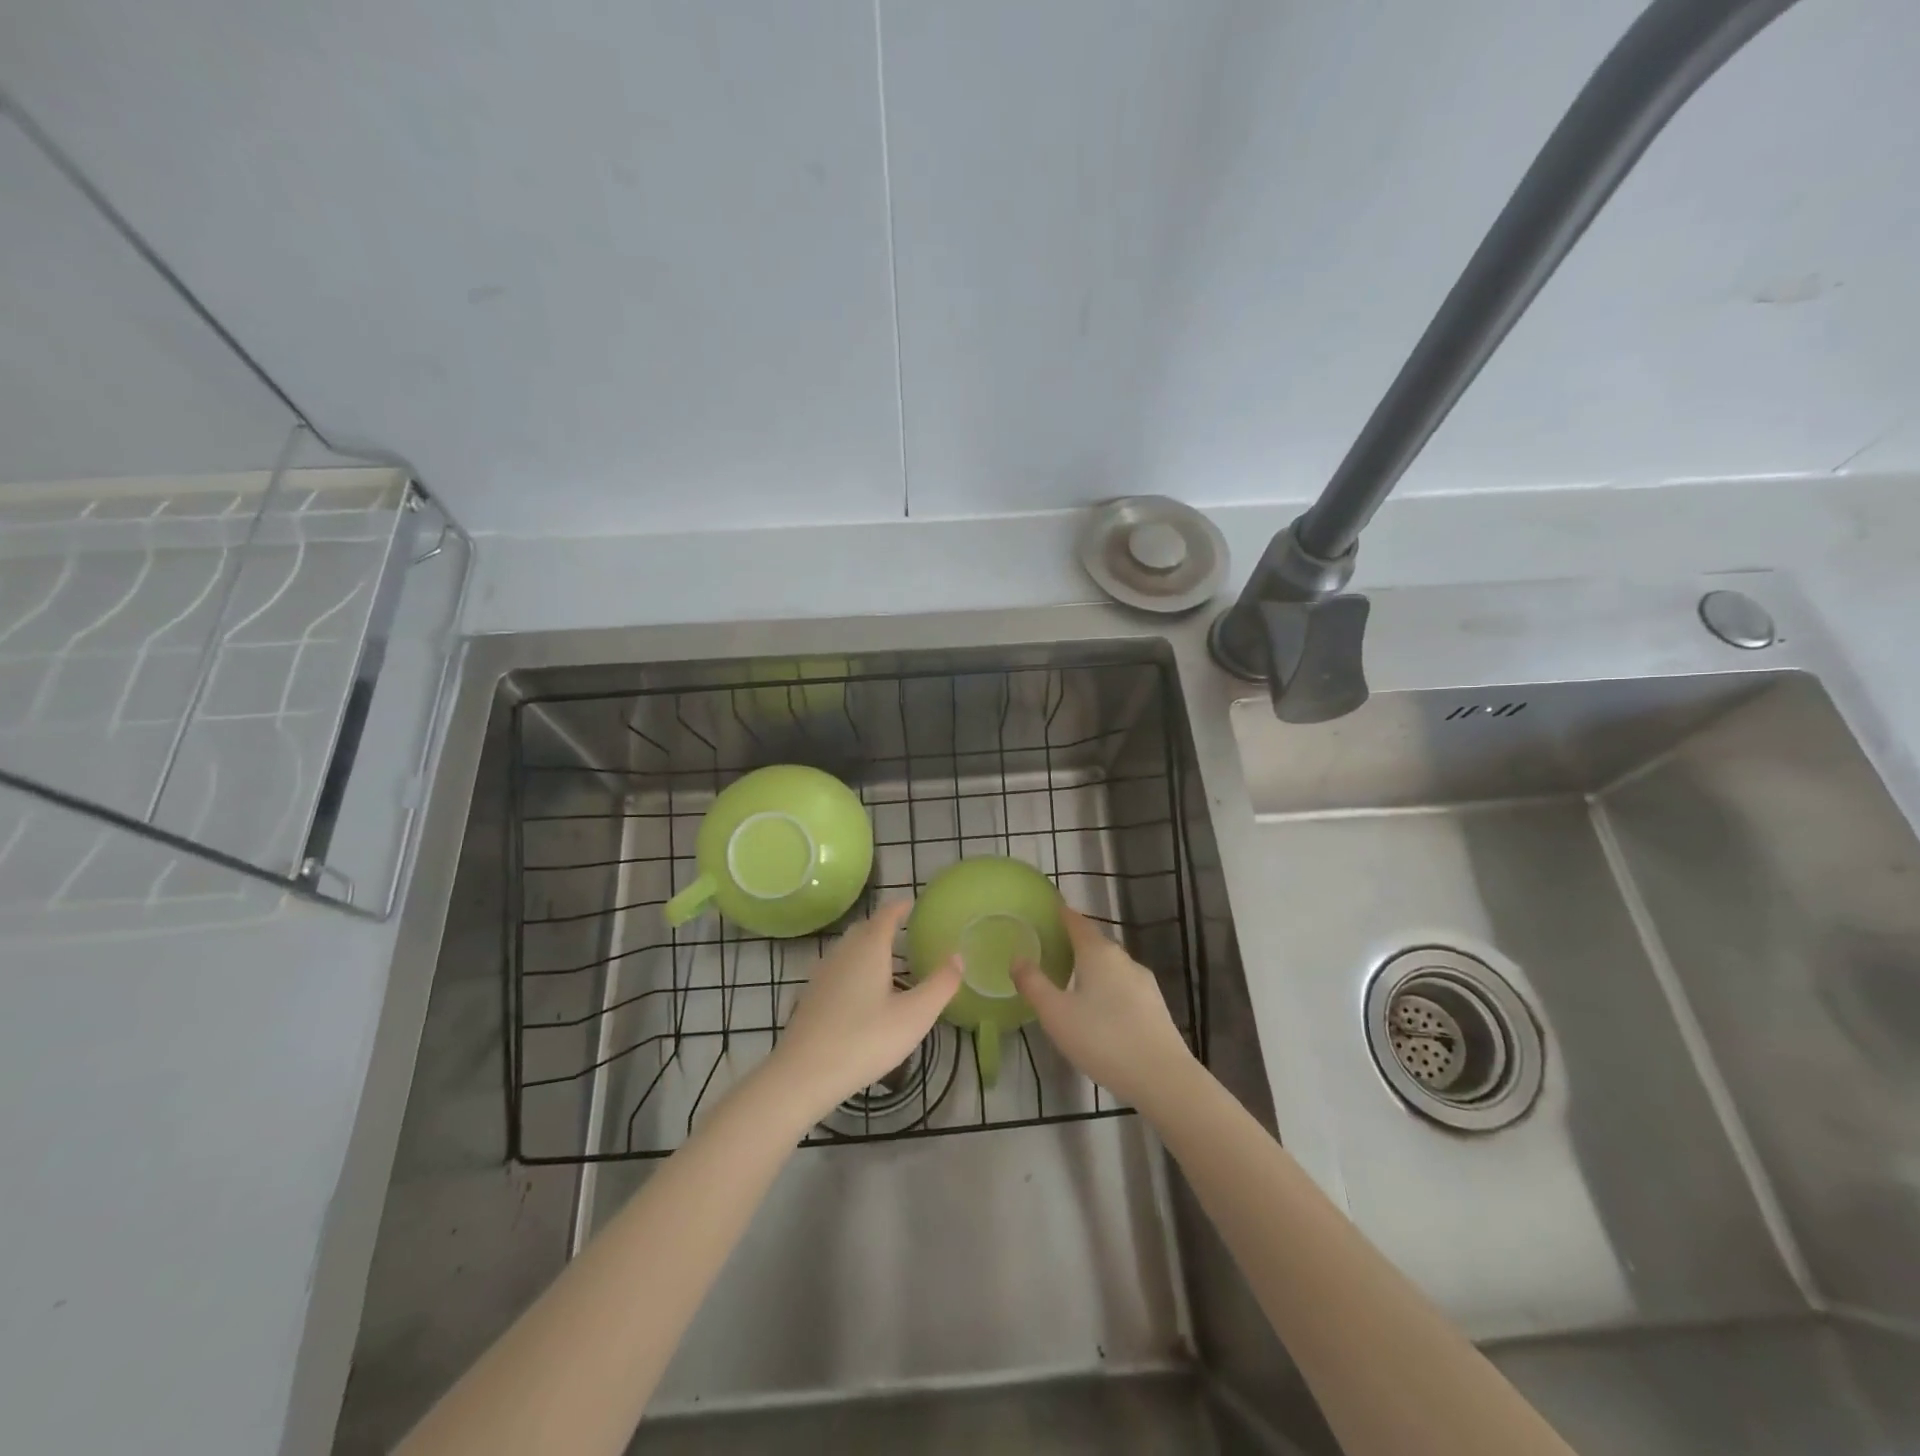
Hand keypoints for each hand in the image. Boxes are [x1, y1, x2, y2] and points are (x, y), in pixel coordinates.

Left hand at [760, 899, 961, 1125]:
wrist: (804, 1073)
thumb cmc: (866, 1039)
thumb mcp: (915, 1016)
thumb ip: (940, 984)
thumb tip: (958, 956)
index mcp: (869, 948)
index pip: (886, 914)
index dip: (900, 907)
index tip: (913, 904)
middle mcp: (843, 952)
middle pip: (865, 928)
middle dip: (884, 926)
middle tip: (905, 933)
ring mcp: (822, 973)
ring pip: (848, 949)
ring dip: (868, 948)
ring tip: (888, 963)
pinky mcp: (811, 995)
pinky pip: (838, 969)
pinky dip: (854, 969)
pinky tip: (862, 994)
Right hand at [1013, 906, 1194, 1108]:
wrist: (1163, 1078)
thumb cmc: (1103, 1039)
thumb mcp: (1056, 1014)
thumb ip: (1034, 984)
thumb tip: (1017, 958)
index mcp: (1098, 953)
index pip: (1077, 921)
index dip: (1061, 914)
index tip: (1047, 911)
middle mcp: (1123, 959)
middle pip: (1095, 942)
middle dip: (1073, 942)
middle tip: (1050, 949)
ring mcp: (1143, 982)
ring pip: (1111, 966)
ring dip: (1091, 967)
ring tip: (1071, 980)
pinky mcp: (1155, 1006)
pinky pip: (1123, 986)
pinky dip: (1107, 988)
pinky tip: (1099, 1009)